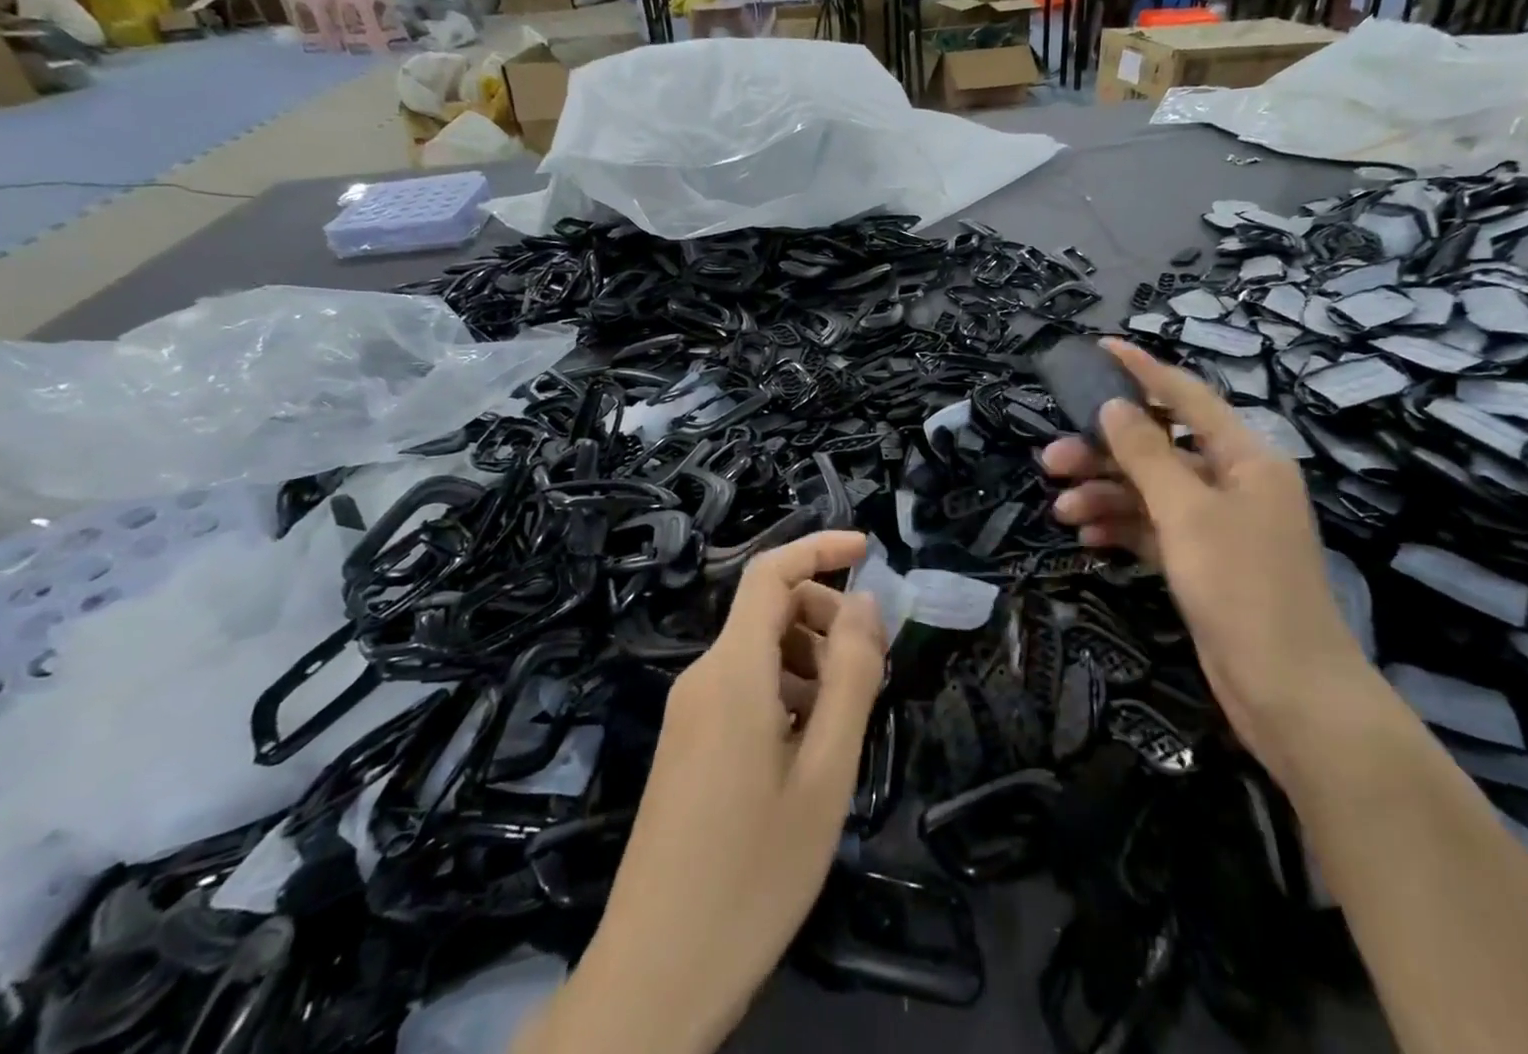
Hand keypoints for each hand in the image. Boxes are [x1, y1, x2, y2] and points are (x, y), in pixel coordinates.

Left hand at [522, 531, 885, 1053]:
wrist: (654, 978)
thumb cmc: (754, 872)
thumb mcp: (825, 771)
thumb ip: (851, 676)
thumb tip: (865, 602)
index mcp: (732, 671)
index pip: (771, 572)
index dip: (819, 548)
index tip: (868, 552)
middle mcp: (703, 678)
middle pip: (770, 612)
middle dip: (827, 619)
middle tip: (873, 670)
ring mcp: (689, 714)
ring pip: (760, 653)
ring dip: (811, 662)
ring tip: (848, 719)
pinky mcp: (687, 747)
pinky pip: (744, 689)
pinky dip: (788, 694)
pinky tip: (811, 749)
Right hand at [1043, 341, 1373, 777]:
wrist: (1289, 695)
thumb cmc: (1243, 589)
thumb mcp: (1187, 513)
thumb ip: (1147, 454)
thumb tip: (1114, 406)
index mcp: (1246, 457)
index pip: (1187, 397)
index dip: (1143, 371)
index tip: (1101, 348)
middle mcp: (1233, 483)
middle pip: (1160, 448)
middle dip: (1105, 451)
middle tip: (1051, 458)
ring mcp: (1219, 525)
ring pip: (1151, 491)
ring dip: (1105, 494)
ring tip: (1059, 508)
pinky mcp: (1204, 562)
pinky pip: (1154, 529)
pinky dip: (1121, 527)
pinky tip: (1086, 534)